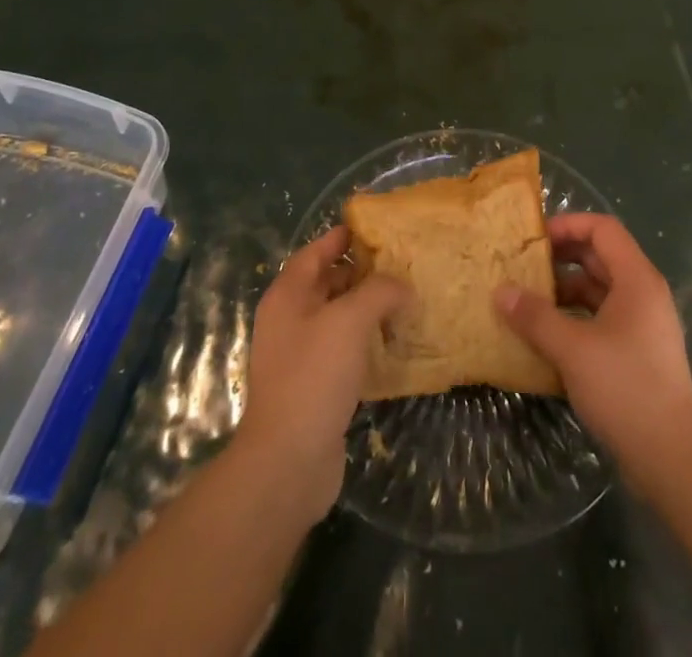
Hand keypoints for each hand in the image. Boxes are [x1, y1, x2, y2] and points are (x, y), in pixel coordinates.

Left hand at [235, 227, 408, 521]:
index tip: (375, 229)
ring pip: (337, 319)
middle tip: (400, 265)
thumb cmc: (314, 376)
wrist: (288, 461)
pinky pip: (343, 352)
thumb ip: (379, 292)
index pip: (314, 252)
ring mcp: (300, 356)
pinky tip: (394, 345)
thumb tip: (402, 286)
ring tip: (404, 301)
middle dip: (361, 273)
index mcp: (287, 296)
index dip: (341, 237)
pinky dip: (366, 343)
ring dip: (366, 310)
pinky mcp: (314, 387)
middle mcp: (289, 320)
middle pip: (326, 284)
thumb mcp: (350, 320)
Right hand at [496, 213, 691, 484]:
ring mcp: (642, 324)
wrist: (672, 459)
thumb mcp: (572, 349)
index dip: (568, 225)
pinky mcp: (637, 352)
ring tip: (527, 301)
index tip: (534, 238)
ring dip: (564, 290)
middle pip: (599, 257)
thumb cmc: (625, 389)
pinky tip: (546, 336)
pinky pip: (601, 318)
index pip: (603, 228)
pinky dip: (574, 318)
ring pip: (598, 290)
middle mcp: (643, 293)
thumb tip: (500, 291)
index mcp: (637, 279)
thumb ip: (535, 316)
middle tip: (523, 266)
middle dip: (560, 258)